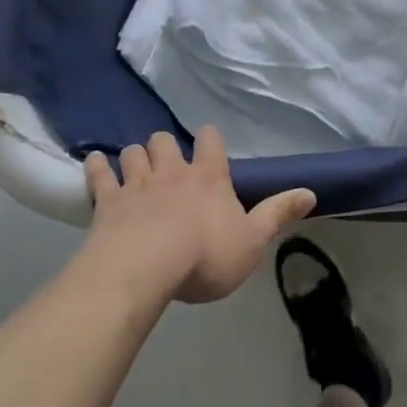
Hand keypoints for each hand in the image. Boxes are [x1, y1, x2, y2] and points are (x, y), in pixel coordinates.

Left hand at [82, 126, 315, 303]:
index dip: (210, 138)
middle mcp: (172, 171)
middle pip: (164, 141)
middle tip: (167, 161)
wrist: (145, 268)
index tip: (209, 139)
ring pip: (133, 153)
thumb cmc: (205, 255)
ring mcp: (136, 183)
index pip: (211, 142)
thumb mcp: (253, 240)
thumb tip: (311, 192)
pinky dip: (97, 166)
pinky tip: (95, 163)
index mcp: (209, 177)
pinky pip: (99, 173)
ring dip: (135, 156)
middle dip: (165, 146)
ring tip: (135, 164)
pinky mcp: (107, 201)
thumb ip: (279, 214)